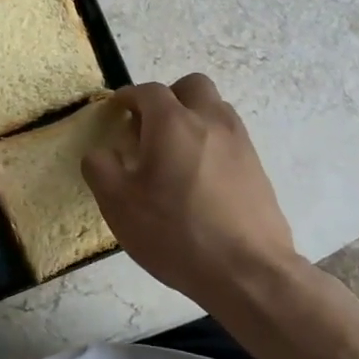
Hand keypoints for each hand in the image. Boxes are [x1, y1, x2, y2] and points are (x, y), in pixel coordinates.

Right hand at [80, 74, 294, 313]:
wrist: (248, 273)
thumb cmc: (176, 232)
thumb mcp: (118, 204)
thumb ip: (100, 167)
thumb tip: (101, 152)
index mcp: (173, 122)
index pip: (148, 91)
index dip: (128, 97)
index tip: (117, 112)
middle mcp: (210, 121)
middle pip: (191, 86)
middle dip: (169, 98)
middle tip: (150, 128)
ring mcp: (240, 143)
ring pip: (215, 109)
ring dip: (193, 118)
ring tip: (175, 155)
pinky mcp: (258, 168)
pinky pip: (230, 138)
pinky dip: (211, 144)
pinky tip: (199, 180)